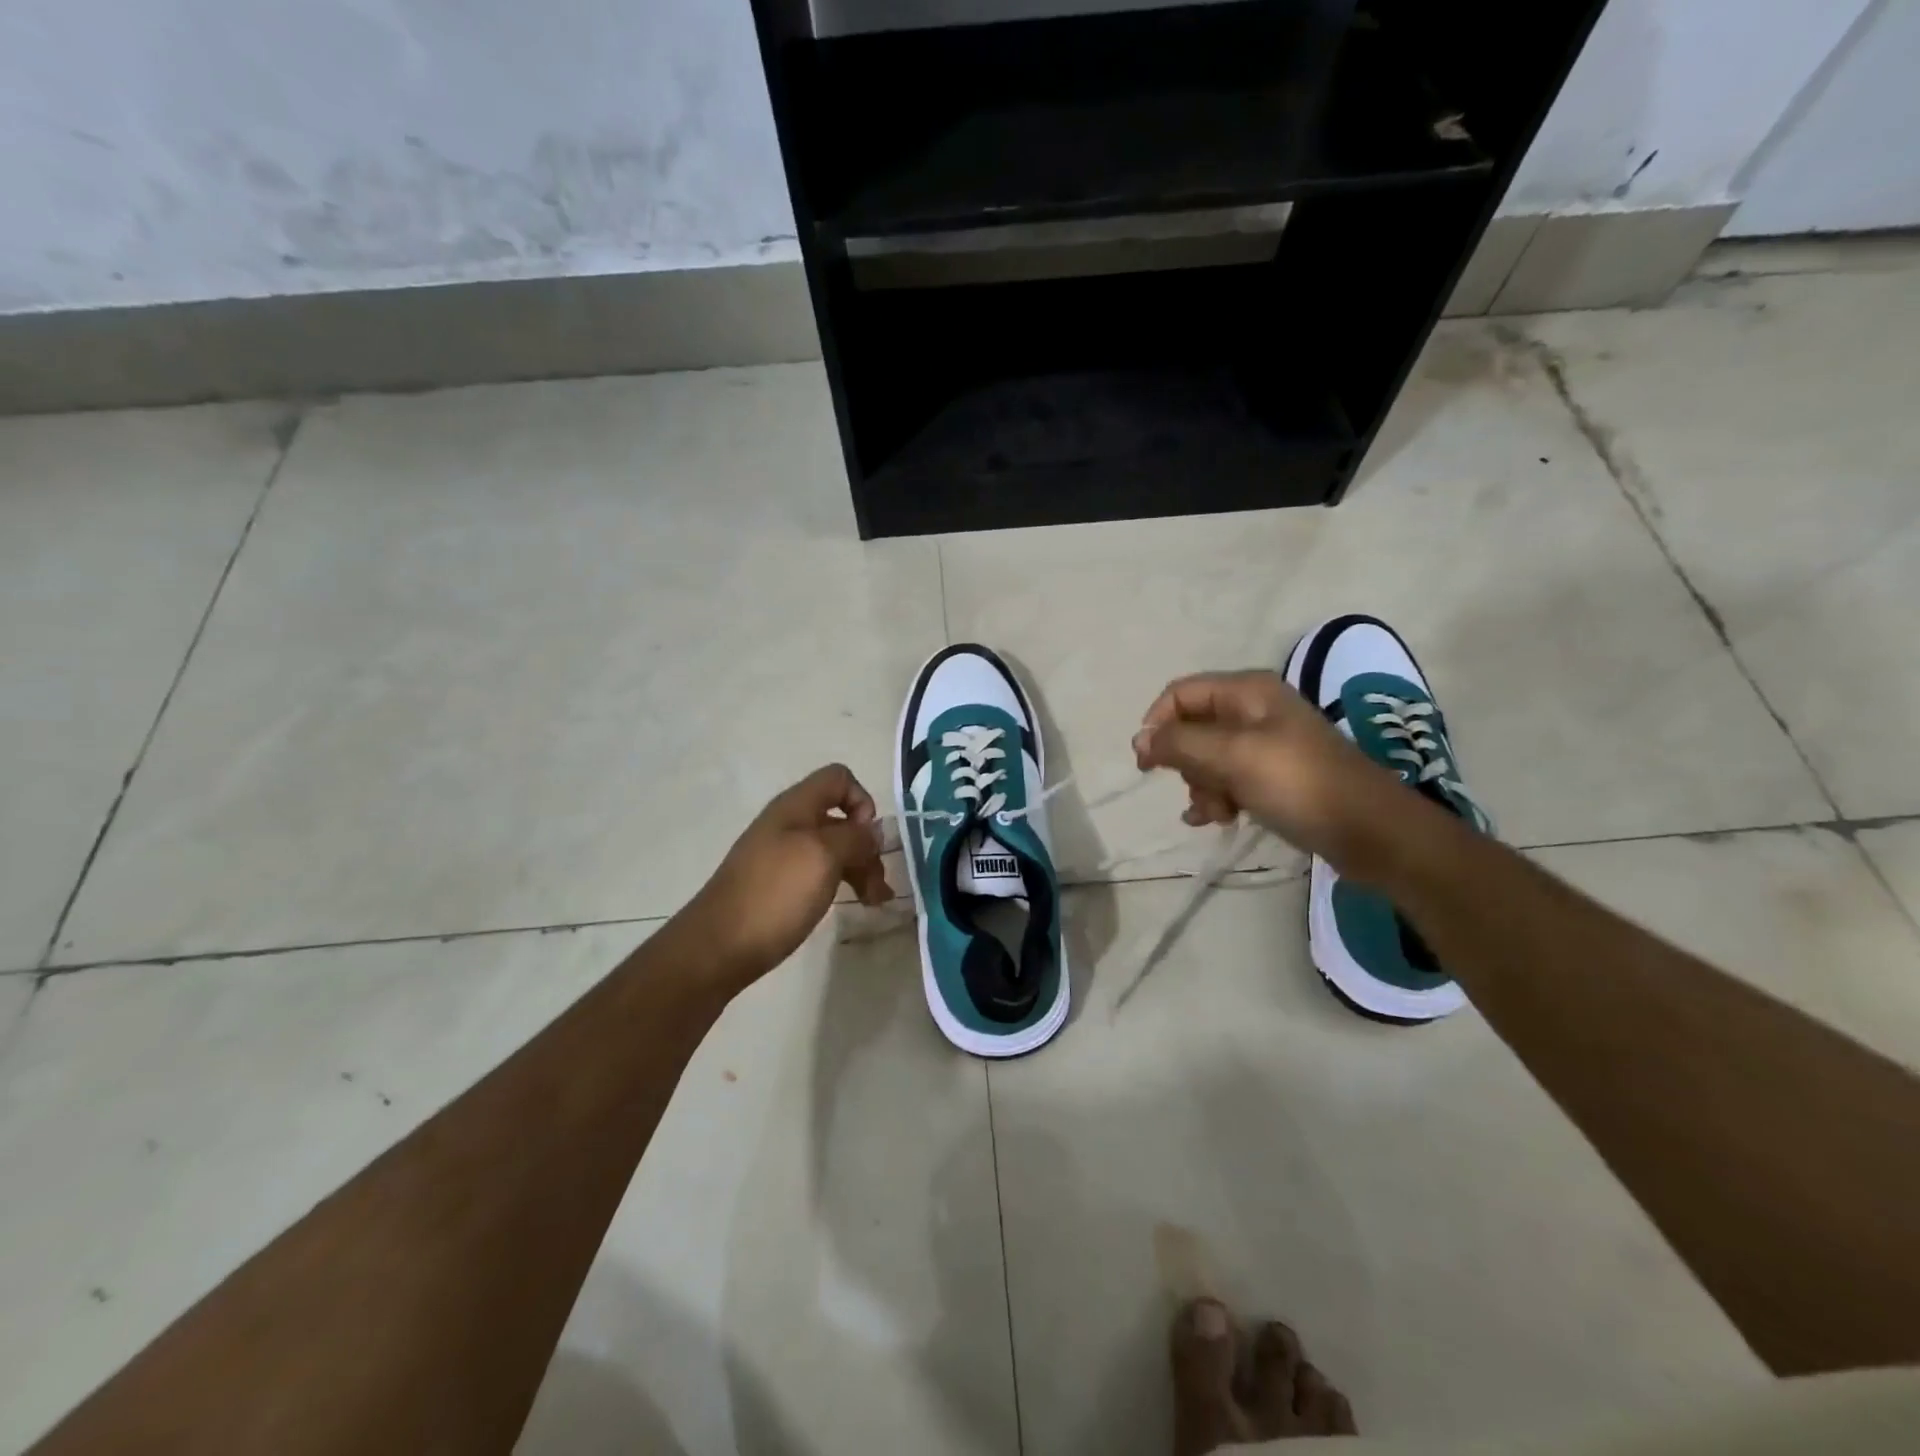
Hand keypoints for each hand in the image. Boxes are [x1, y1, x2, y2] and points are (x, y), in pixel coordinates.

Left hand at [677, 764, 890, 990]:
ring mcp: (783, 856)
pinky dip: (842, 884)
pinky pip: (820, 873)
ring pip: (834, 849)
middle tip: (879, 882)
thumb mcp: (823, 856)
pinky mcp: (780, 886)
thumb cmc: (775, 894)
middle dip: (866, 845)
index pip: (839, 778)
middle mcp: (789, 824)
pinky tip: (855, 905)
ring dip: (860, 869)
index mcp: (796, 807)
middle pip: (840, 817)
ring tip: (875, 902)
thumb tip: (870, 833)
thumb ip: (854, 837)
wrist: (718, 947)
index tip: (866, 838)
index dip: (861, 801)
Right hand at [1131, 670, 1409, 880]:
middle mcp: (1254, 710)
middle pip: (1192, 727)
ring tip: (1219, 813)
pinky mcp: (1274, 775)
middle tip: (1199, 790)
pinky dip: (1218, 797)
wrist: (1370, 831)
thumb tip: (1140, 738)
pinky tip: (1218, 820)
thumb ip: (1180, 743)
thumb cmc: (1298, 784)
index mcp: (1247, 691)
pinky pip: (1229, 779)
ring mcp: (1266, 744)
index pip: (1180, 694)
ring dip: (1202, 786)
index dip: (1157, 724)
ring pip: (1207, 758)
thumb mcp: (1233, 757)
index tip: (1147, 763)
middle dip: (1185, 763)